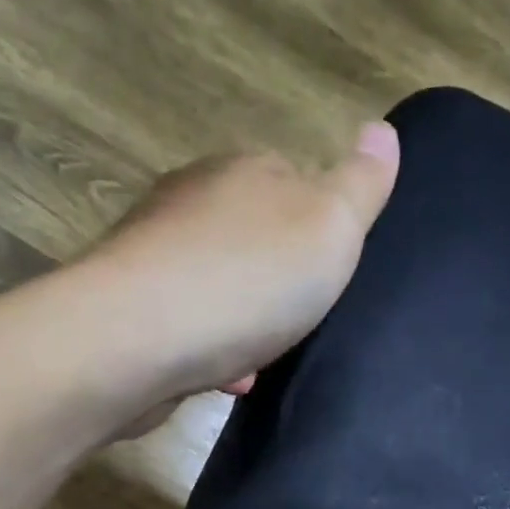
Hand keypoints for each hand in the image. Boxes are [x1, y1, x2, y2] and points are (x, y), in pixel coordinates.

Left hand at [85, 122, 400, 402]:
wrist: (136, 339)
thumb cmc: (246, 280)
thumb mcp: (330, 227)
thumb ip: (361, 184)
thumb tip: (381, 130)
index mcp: (243, 172)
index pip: (292, 181)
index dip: (317, 229)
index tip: (328, 275)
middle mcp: (191, 200)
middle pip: (251, 236)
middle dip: (276, 281)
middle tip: (299, 323)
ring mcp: (152, 252)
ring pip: (216, 284)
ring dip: (243, 321)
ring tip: (262, 360)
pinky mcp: (128, 306)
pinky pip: (186, 324)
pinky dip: (210, 349)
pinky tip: (224, 378)